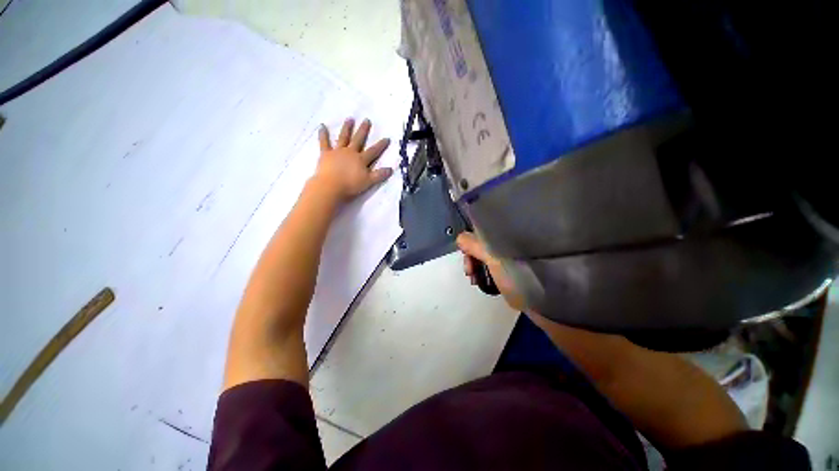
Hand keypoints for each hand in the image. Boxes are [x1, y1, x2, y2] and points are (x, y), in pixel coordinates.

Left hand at [314, 117, 392, 200]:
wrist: (331, 186)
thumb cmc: (351, 185)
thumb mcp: (369, 182)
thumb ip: (379, 175)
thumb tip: (391, 169)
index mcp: (361, 159)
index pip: (373, 151)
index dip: (381, 145)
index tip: (387, 138)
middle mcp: (350, 152)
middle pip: (358, 140)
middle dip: (363, 130)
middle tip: (367, 120)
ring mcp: (338, 151)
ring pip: (343, 137)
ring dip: (347, 128)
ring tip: (350, 119)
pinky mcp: (326, 154)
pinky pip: (324, 142)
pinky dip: (323, 134)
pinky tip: (322, 126)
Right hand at [457, 232, 526, 311]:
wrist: (547, 302)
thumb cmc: (519, 274)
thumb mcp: (494, 256)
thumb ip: (474, 244)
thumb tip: (460, 239)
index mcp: (506, 233)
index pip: (480, 229)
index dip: (470, 241)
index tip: (466, 256)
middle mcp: (509, 241)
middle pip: (481, 243)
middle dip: (471, 256)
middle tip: (469, 272)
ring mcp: (512, 256)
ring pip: (485, 256)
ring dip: (475, 266)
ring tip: (474, 280)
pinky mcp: (513, 270)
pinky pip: (492, 267)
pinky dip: (484, 273)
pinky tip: (481, 282)